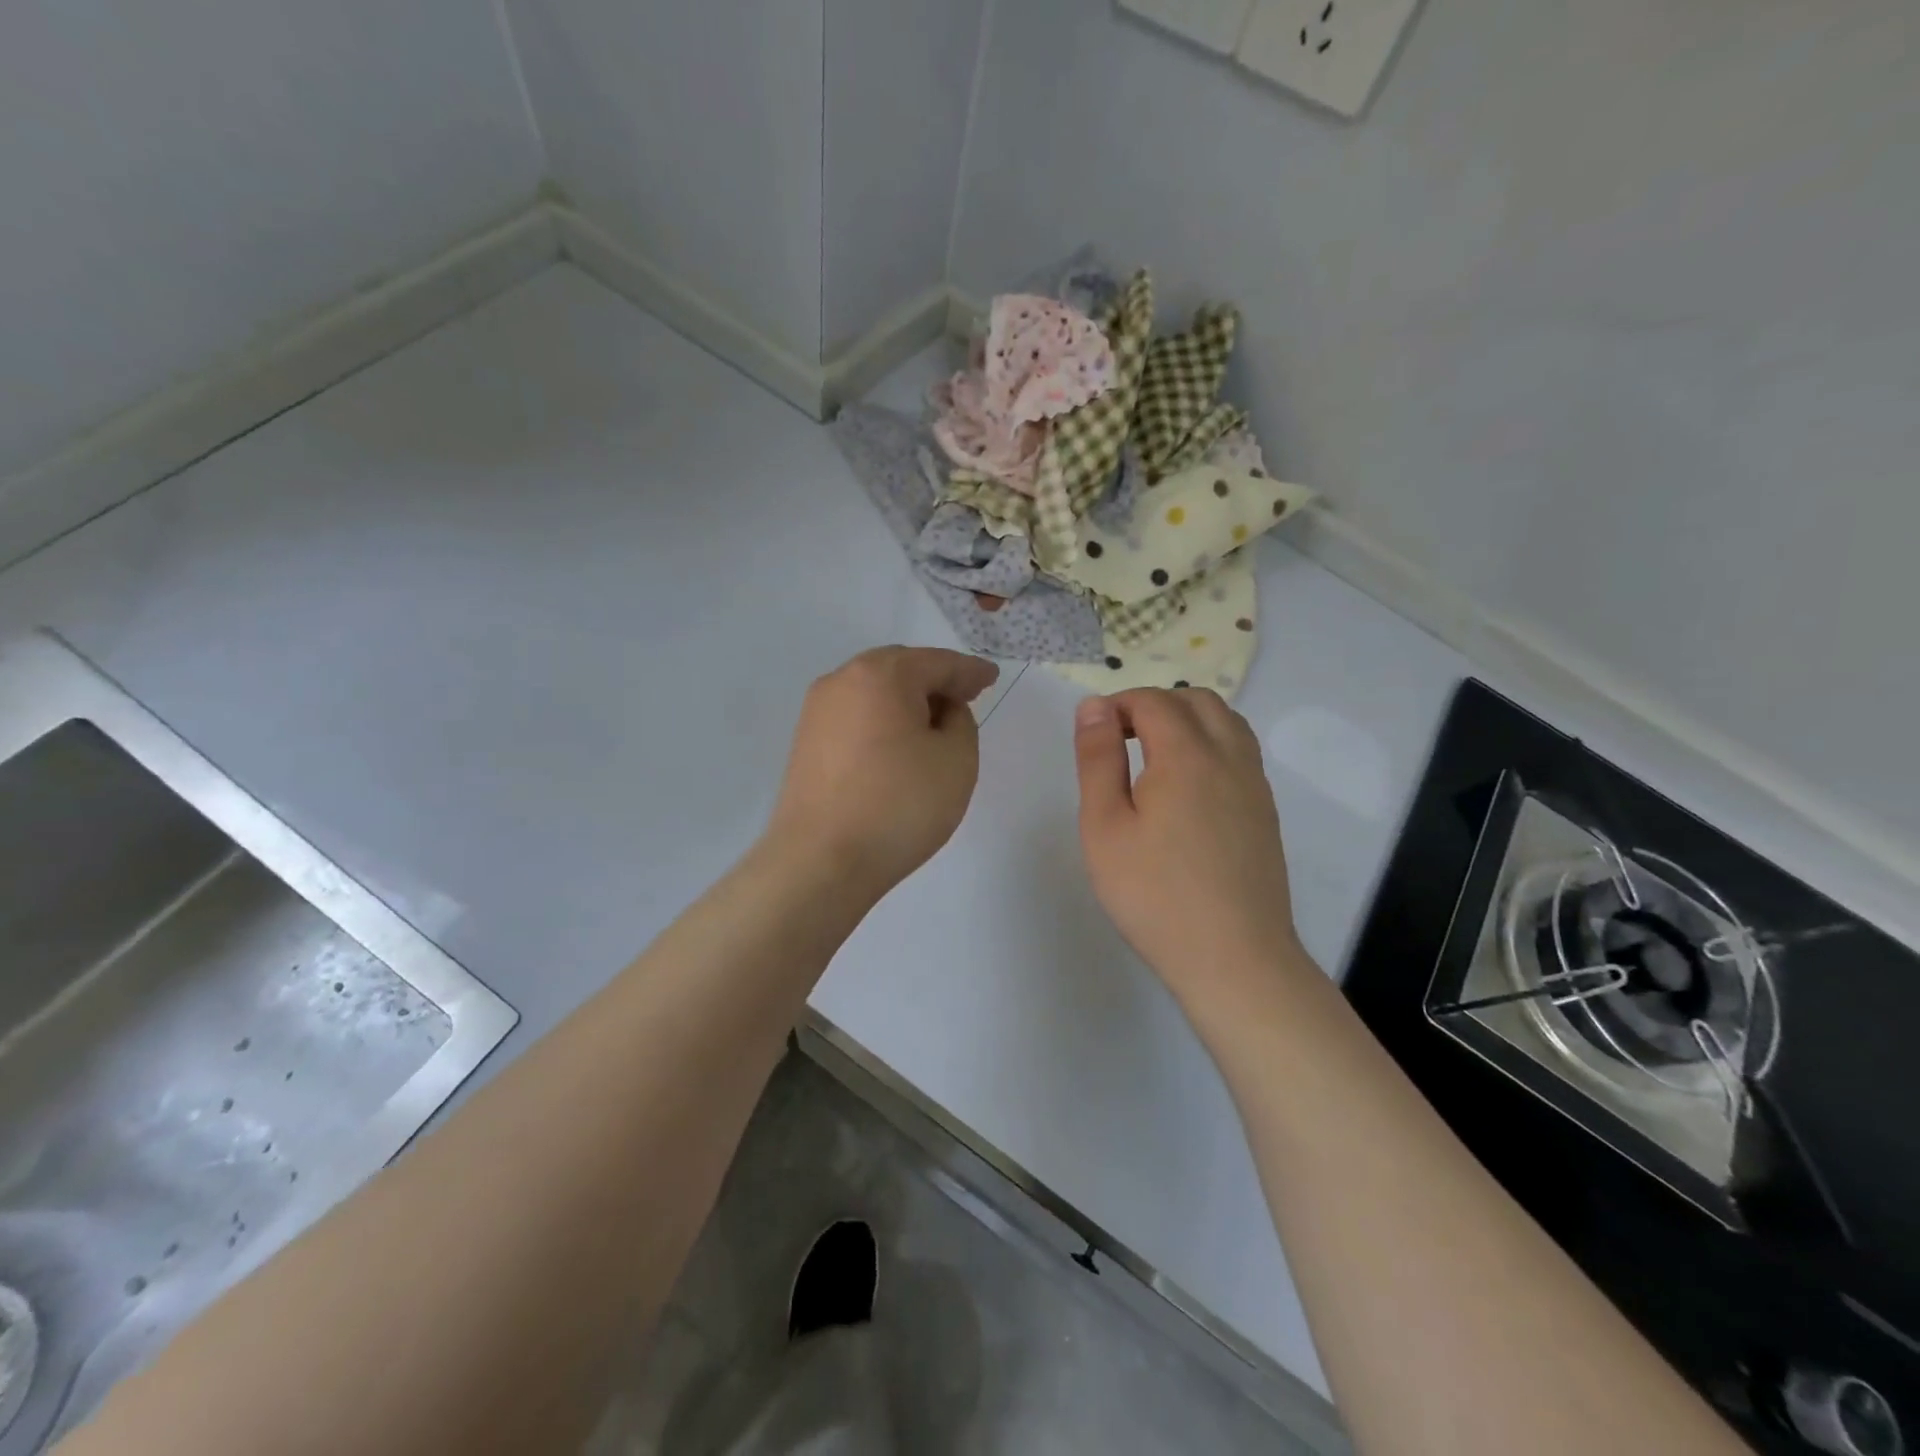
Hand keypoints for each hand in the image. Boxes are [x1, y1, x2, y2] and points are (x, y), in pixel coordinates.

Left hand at [767, 646, 999, 894]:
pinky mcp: (806, 743)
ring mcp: (816, 712)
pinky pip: (855, 716)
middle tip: (966, 697)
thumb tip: (940, 711)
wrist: (820, 861)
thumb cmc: (898, 805)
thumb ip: (960, 721)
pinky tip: (898, 745)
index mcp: (881, 674)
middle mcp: (842, 681)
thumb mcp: (956, 760)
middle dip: (936, 681)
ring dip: (907, 701)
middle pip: (900, 669)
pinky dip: (882, 721)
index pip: (938, 663)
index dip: (970, 671)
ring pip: (874, 692)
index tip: (992, 678)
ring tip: (934, 723)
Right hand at [1073, 689, 1302, 1008]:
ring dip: (1187, 721)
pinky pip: (1240, 752)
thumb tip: (1093, 707)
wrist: (1234, 959)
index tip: (1092, 736)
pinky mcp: (1265, 811)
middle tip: (1120, 740)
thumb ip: (1098, 759)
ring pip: (1226, 722)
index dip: (1117, 705)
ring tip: (1152, 758)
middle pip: (1196, 700)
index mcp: (1187, 754)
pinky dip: (1210, 745)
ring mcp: (1255, 784)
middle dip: (1154, 705)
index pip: (1153, 701)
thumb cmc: (1155, 895)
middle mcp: (1229, 757)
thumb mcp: (1105, 826)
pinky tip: (1185, 788)